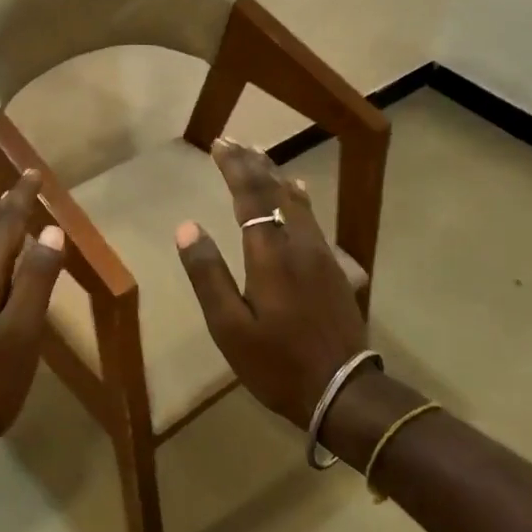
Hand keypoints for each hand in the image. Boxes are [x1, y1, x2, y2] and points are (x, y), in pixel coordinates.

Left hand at [0, 171, 65, 464]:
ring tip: (19, 213)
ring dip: (0, 228)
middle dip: (9, 206)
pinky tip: (2, 264)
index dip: (21, 198)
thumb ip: (36, 282)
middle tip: (29, 184)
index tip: (34, 172)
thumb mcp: (20, 336)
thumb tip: (52, 232)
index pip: (3, 224)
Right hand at [174, 139, 367, 429]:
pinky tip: (298, 194)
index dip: (234, 166)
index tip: (219, 142)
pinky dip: (297, 198)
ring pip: (298, 201)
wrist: (344, 390)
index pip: (251, 196)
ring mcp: (322, 254)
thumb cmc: (277, 363)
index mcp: (270, 254)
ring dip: (275, 175)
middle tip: (235, 141)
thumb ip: (208, 275)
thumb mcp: (229, 327)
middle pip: (276, 191)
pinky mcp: (335, 268)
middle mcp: (299, 243)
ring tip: (260, 157)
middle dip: (253, 163)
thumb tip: (187, 228)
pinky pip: (312, 218)